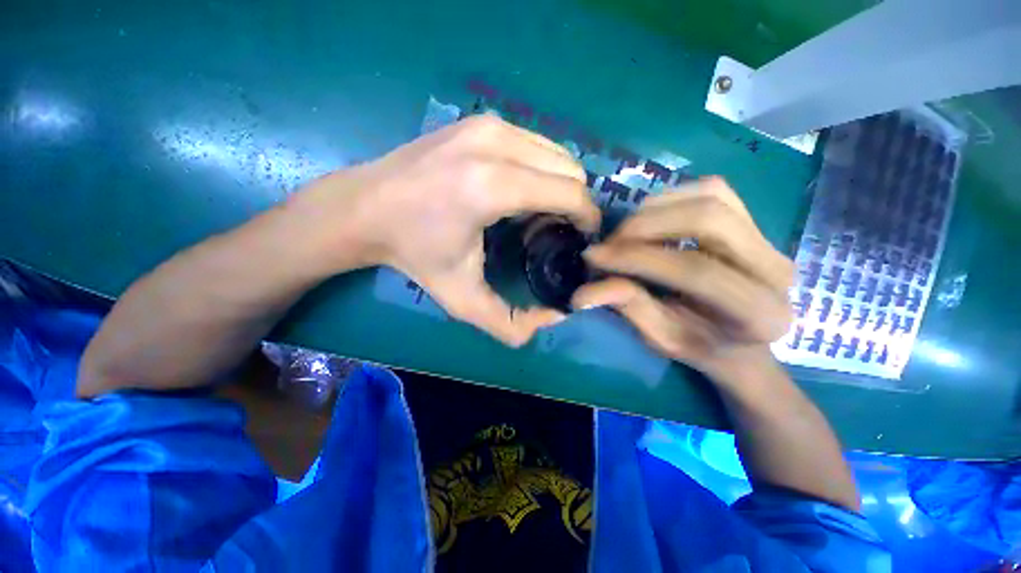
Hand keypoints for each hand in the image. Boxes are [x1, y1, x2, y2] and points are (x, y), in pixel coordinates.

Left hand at [289, 115, 600, 346]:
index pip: (570, 192)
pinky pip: (534, 143)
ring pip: (555, 153)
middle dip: (573, 202)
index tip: (581, 238)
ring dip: (558, 185)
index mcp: (493, 186)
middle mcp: (496, 145)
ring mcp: (487, 125)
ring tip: (536, 214)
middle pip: (570, 168)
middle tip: (554, 231)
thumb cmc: (414, 253)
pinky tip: (518, 192)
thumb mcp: (462, 298)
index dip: (587, 217)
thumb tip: (554, 319)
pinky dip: (539, 169)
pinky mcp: (479, 121)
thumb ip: (508, 323)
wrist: (363, 208)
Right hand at [571, 177, 794, 380]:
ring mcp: (770, 240)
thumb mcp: (662, 339)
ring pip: (710, 196)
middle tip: (609, 243)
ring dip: (654, 209)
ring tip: (625, 233)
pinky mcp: (755, 222)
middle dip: (645, 225)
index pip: (694, 270)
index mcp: (759, 314)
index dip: (637, 258)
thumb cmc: (700, 347)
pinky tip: (649, 219)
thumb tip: (585, 291)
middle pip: (708, 218)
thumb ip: (630, 308)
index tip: (594, 257)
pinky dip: (671, 198)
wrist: (741, 342)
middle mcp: (776, 269)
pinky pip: (712, 190)